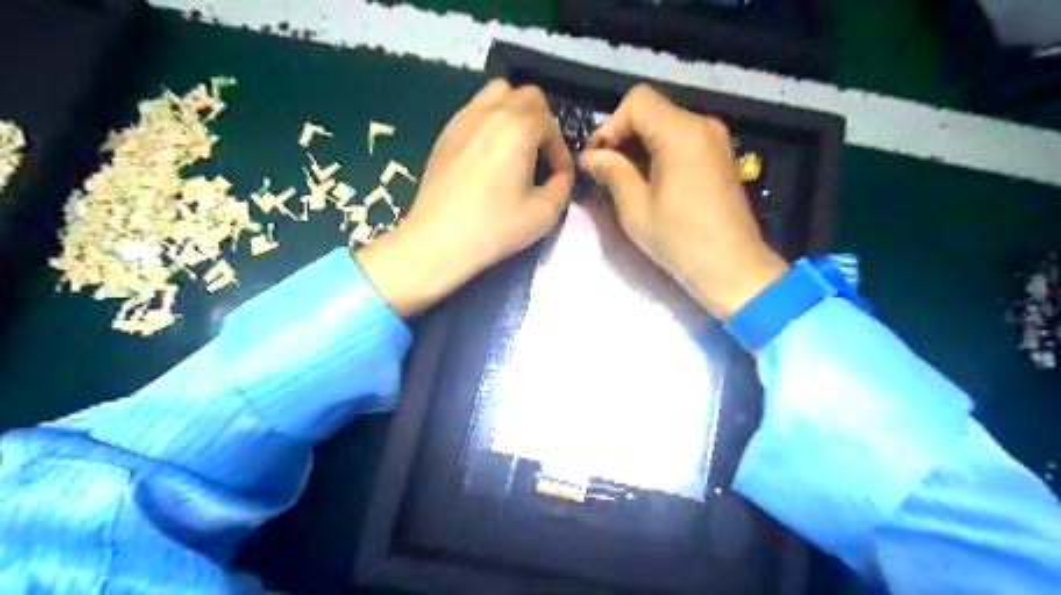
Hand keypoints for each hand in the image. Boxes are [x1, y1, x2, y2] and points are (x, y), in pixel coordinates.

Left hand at [356, 80, 572, 319]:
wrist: (438, 240)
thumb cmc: (494, 227)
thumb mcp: (544, 213)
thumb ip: (563, 186)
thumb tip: (561, 175)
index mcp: (517, 127)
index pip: (551, 124)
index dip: (561, 152)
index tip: (560, 177)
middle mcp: (490, 112)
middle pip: (527, 96)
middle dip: (543, 123)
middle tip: (543, 155)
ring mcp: (463, 119)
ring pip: (498, 94)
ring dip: (516, 112)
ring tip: (518, 146)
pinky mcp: (446, 133)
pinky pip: (476, 110)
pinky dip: (491, 121)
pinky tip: (490, 154)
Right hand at [580, 84, 785, 320]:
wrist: (732, 267)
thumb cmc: (680, 240)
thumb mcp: (636, 208)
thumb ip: (612, 172)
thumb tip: (589, 156)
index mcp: (681, 133)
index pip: (637, 101)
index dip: (611, 125)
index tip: (599, 157)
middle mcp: (702, 126)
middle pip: (652, 111)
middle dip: (623, 136)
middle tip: (606, 170)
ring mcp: (715, 141)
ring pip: (666, 125)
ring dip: (640, 146)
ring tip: (625, 179)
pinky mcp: (720, 157)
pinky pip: (683, 140)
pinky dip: (660, 153)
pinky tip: (650, 182)